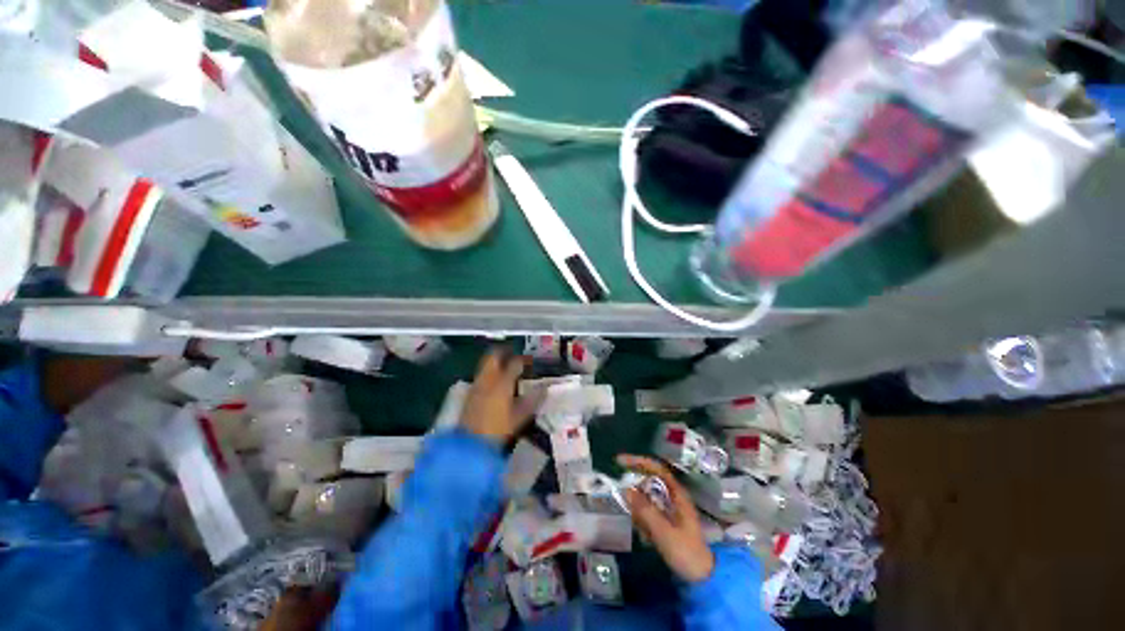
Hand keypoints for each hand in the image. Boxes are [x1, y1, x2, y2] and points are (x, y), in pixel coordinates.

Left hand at [461, 349, 541, 443]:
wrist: (470, 444)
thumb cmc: (498, 430)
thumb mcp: (520, 417)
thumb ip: (533, 401)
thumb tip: (544, 389)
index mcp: (502, 383)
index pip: (515, 363)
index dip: (524, 360)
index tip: (531, 362)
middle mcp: (488, 379)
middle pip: (494, 355)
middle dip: (504, 352)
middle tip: (515, 355)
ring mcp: (477, 384)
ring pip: (485, 364)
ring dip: (496, 361)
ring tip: (506, 367)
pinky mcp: (470, 393)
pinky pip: (481, 375)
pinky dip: (489, 372)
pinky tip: (496, 382)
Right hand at [617, 454, 715, 582]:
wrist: (702, 577)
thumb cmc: (686, 551)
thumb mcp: (664, 532)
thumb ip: (645, 510)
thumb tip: (627, 489)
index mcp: (677, 494)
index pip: (656, 469)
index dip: (639, 461)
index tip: (621, 461)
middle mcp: (673, 496)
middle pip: (649, 482)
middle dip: (636, 492)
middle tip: (623, 501)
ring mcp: (669, 508)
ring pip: (646, 499)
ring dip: (640, 512)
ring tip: (643, 531)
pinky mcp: (666, 520)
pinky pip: (648, 513)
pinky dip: (643, 522)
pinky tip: (647, 538)